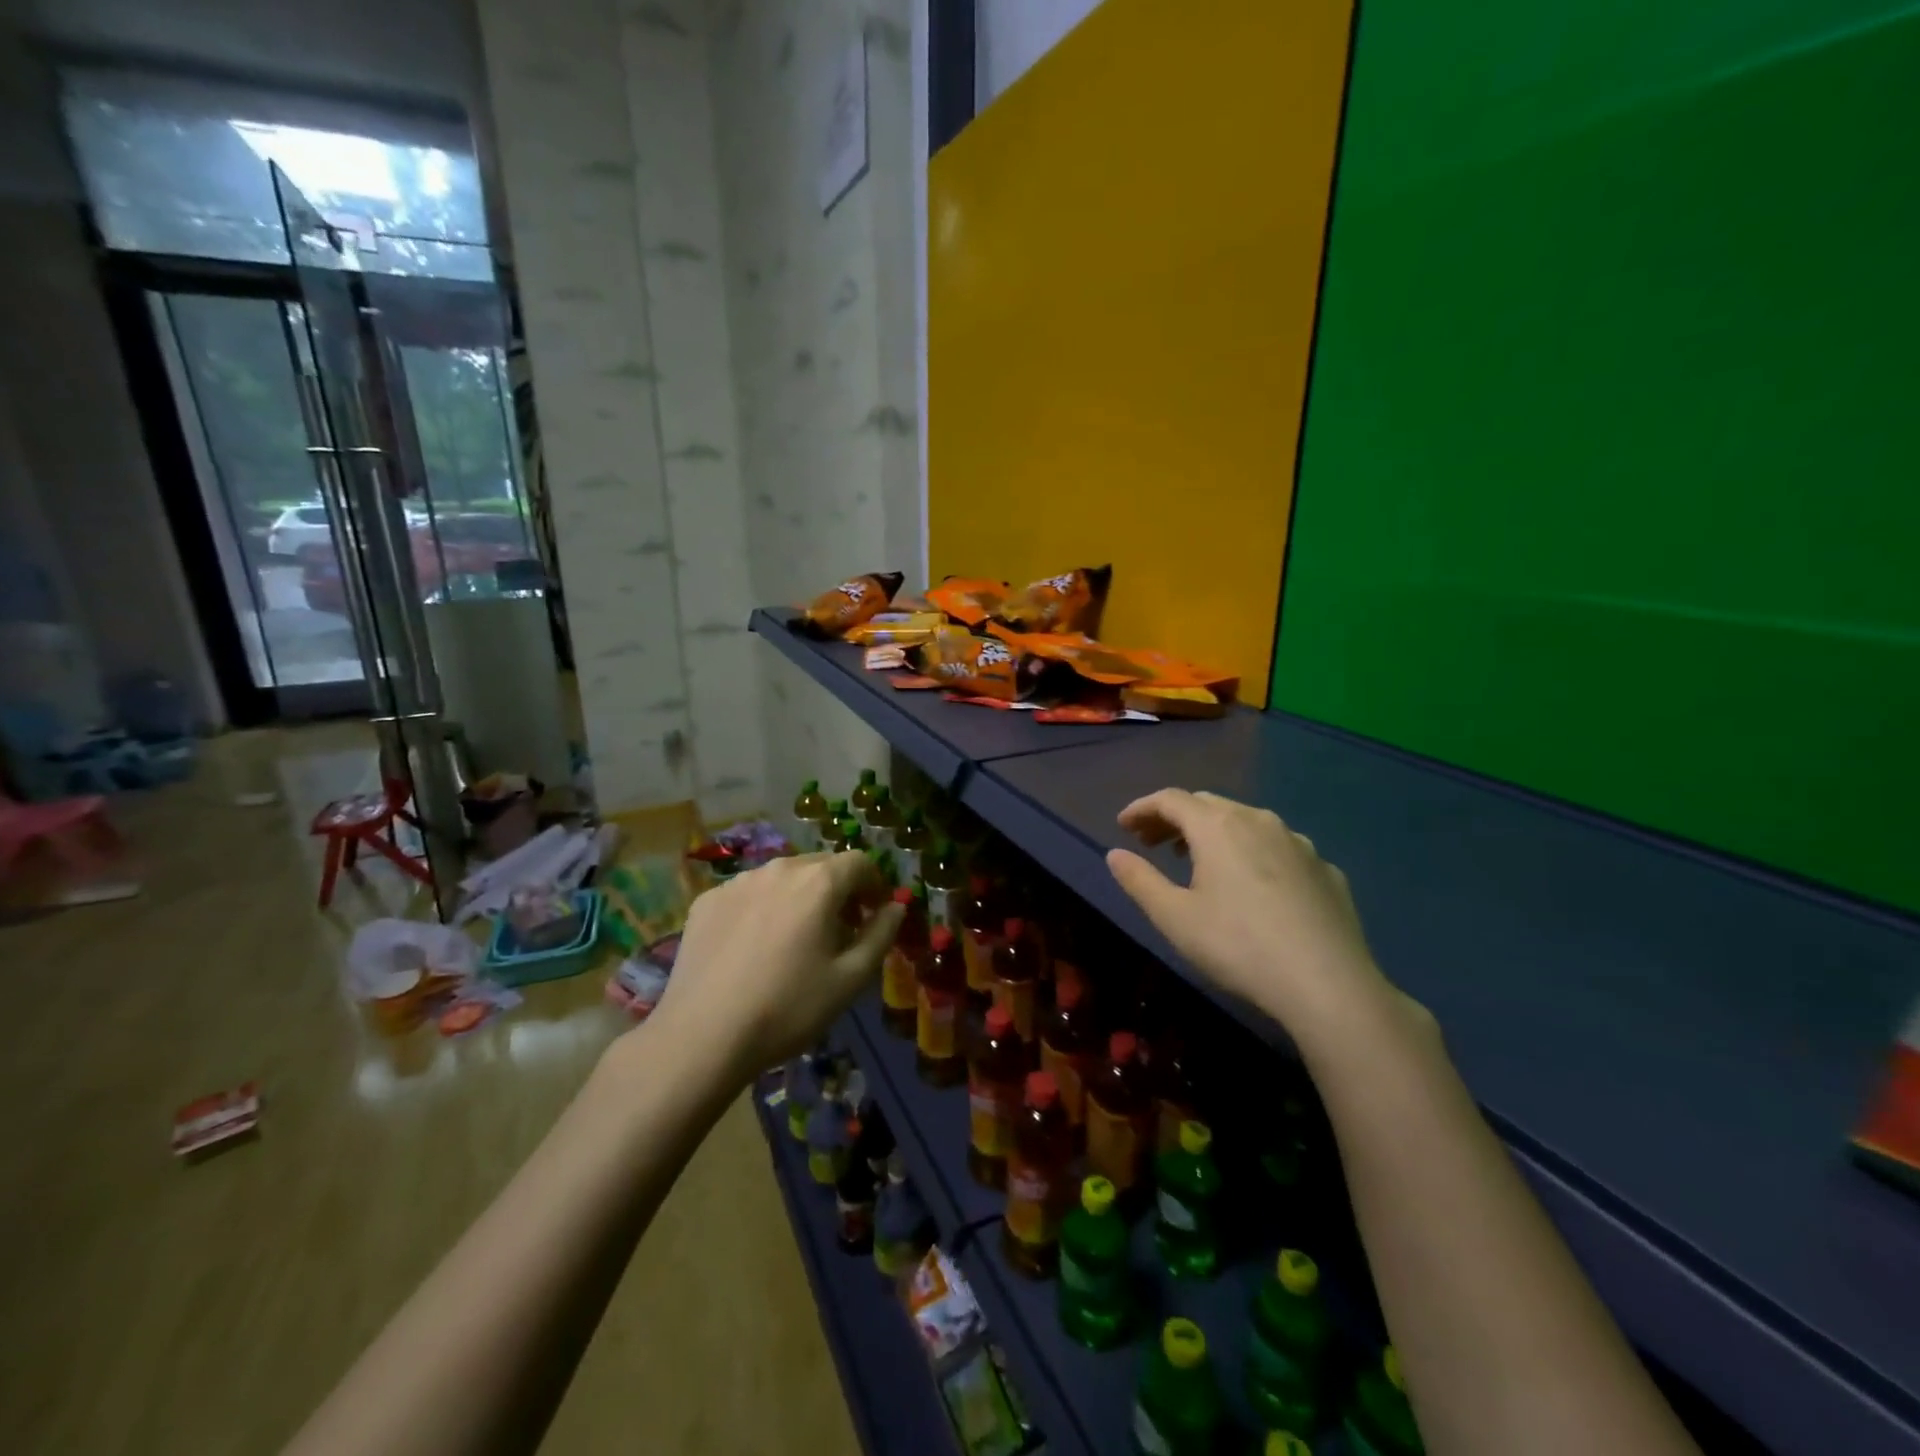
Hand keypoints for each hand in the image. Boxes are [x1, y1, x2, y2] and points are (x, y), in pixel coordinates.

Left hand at [651, 852, 904, 1078]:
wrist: (702, 1036)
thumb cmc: (788, 1008)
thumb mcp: (850, 979)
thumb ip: (881, 934)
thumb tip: (896, 906)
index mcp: (819, 882)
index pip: (860, 861)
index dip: (874, 884)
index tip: (873, 914)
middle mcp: (779, 868)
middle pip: (820, 865)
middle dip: (838, 890)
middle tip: (839, 930)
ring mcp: (738, 882)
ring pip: (782, 877)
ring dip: (799, 897)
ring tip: (794, 939)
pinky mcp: (707, 901)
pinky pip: (748, 893)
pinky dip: (762, 908)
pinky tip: (753, 948)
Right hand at [1105, 788, 1390, 1034]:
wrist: (1329, 985)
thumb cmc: (1238, 946)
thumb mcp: (1174, 917)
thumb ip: (1140, 880)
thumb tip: (1115, 854)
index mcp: (1218, 826)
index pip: (1170, 799)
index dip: (1142, 808)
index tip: (1123, 827)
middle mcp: (1259, 821)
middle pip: (1207, 804)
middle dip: (1174, 819)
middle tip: (1152, 843)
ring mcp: (1299, 843)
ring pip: (1246, 822)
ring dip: (1213, 833)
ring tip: (1197, 861)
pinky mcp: (1325, 870)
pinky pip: (1279, 849)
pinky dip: (1253, 854)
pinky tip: (1253, 887)